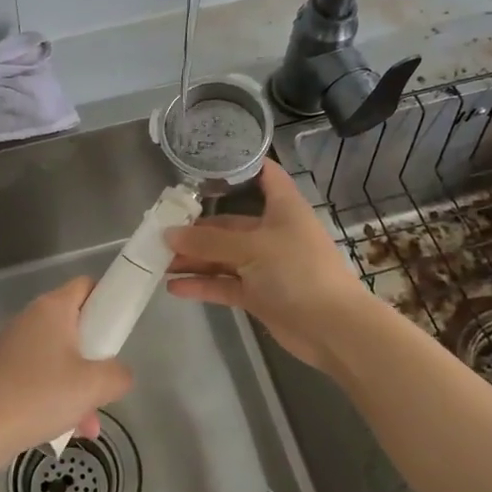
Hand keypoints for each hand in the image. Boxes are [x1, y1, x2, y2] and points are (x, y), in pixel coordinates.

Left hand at [0, 278, 133, 466]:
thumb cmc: (41, 395)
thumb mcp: (95, 385)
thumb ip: (119, 374)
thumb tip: (120, 374)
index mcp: (53, 308)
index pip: (87, 286)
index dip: (108, 301)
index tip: (120, 331)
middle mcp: (32, 318)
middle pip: (76, 325)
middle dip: (96, 356)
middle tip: (106, 380)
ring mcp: (15, 344)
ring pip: (60, 356)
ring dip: (79, 385)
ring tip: (89, 422)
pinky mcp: (4, 369)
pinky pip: (41, 374)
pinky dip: (57, 395)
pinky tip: (68, 428)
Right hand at [165, 159, 375, 369]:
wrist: (332, 328)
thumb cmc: (298, 271)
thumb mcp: (251, 248)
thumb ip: (208, 241)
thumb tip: (168, 234)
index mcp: (283, 208)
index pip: (264, 175)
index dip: (239, 165)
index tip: (204, 163)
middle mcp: (273, 232)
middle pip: (230, 222)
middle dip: (196, 228)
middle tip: (160, 229)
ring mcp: (265, 265)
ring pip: (223, 256)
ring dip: (194, 258)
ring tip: (158, 260)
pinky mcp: (259, 295)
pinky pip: (224, 284)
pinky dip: (202, 284)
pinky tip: (174, 286)